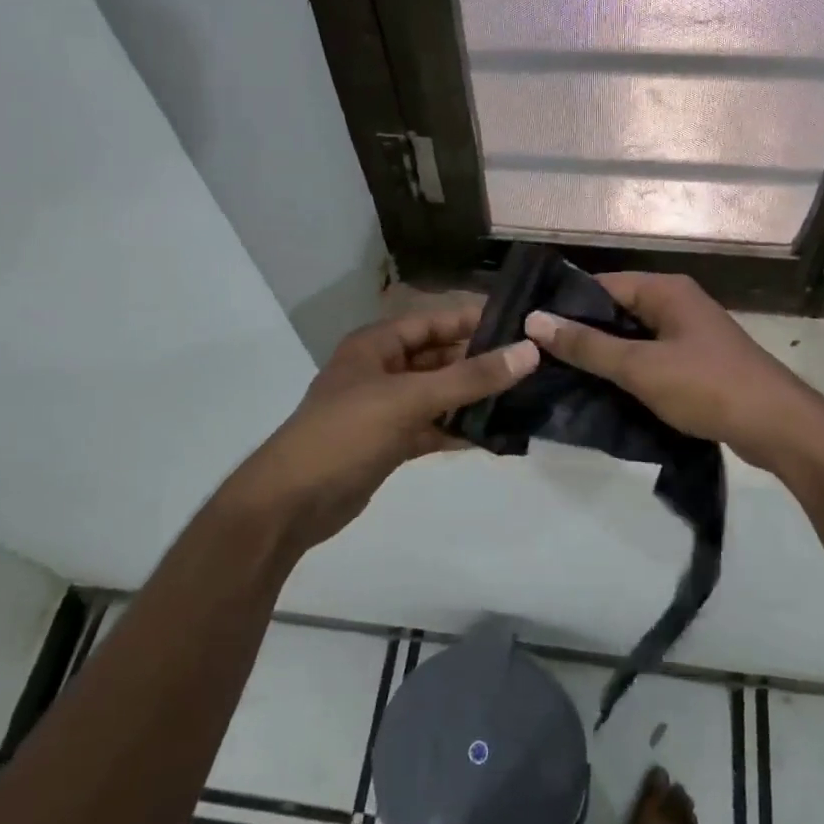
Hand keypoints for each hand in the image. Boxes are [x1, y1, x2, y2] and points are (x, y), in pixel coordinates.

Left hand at [223, 302, 537, 555]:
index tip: (521, 322)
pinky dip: (457, 430)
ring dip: (473, 397)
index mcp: (377, 345)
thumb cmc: (346, 434)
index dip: (473, 319)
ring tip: (523, 397)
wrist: (291, 503)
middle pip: (439, 357)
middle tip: (532, 364)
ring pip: (439, 394)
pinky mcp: (390, 442)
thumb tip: (529, 352)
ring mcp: (385, 408)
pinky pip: (432, 427)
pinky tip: (493, 435)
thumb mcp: (410, 398)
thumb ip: (470, 378)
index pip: (434, 321)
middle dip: (480, 361)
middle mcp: (382, 370)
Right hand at [524, 273, 823, 470]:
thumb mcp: (640, 367)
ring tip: (561, 376)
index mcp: (666, 290)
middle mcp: (677, 303)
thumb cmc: (707, 386)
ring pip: (633, 338)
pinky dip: (628, 371)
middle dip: (583, 333)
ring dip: (605, 356)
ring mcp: (689, 334)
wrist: (778, 426)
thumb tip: (535, 321)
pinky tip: (602, 392)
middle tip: (540, 357)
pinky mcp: (696, 362)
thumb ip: (587, 346)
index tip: (531, 330)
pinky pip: (651, 358)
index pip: (602, 286)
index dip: (566, 306)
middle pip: (617, 311)